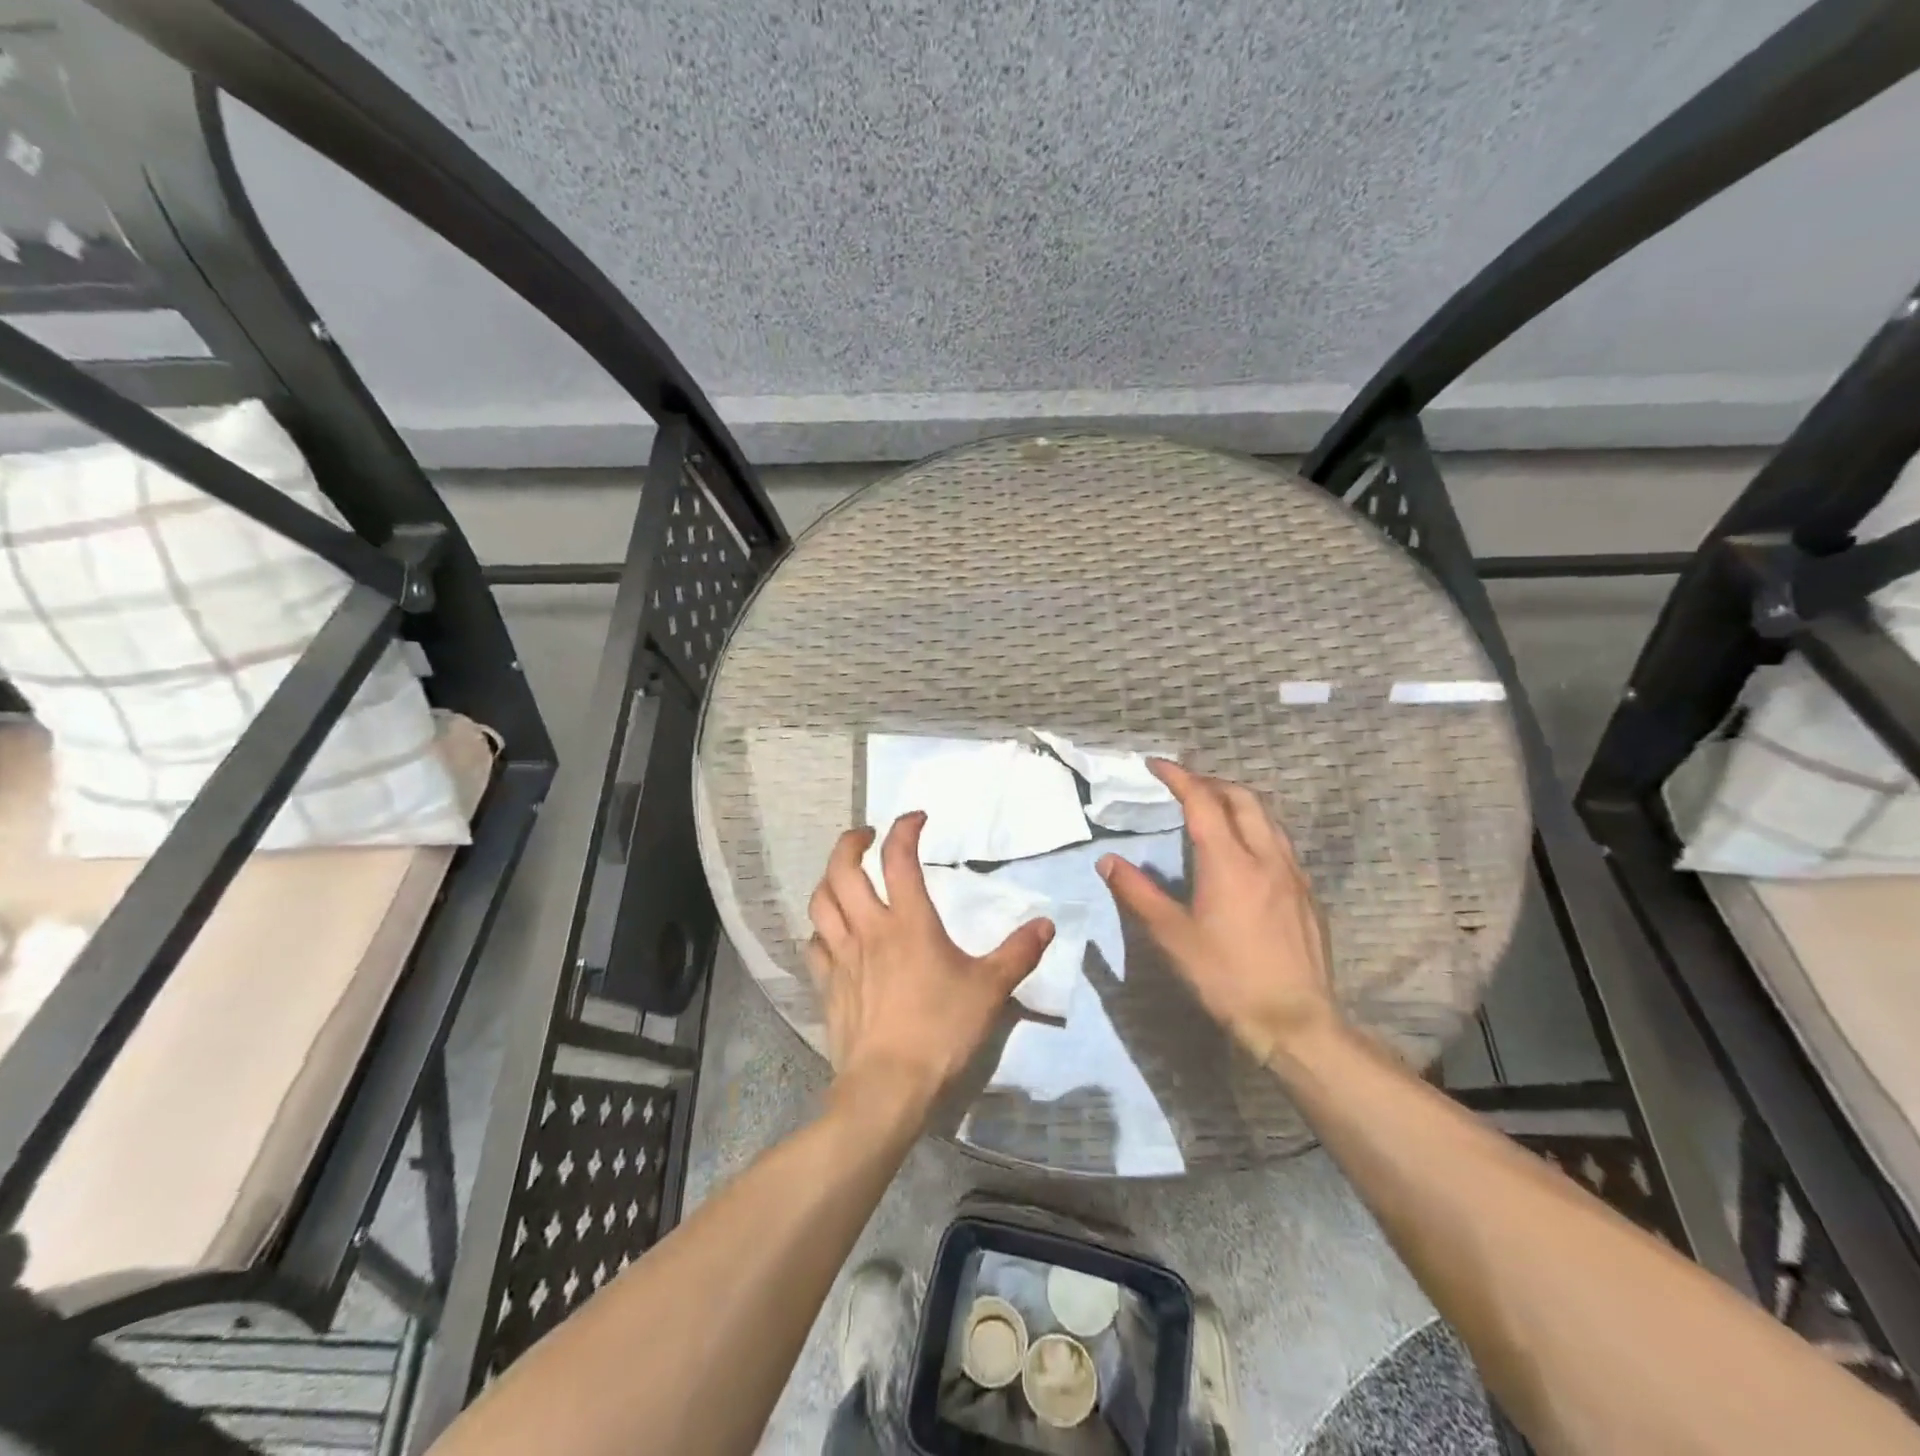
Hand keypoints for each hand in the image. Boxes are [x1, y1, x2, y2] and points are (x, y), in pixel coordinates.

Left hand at [806, 812, 1054, 1119]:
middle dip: (851, 842)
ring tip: (844, 876)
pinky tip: (831, 933)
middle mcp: (869, 928)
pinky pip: (814, 944)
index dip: (904, 829)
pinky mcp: (827, 984)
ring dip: (829, 879)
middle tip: (867, 836)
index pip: (898, 858)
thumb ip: (1018, 953)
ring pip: (820, 901)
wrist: (888, 1086)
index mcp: (909, 922)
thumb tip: (1046, 924)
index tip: (916, 818)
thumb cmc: (941, 1030)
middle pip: (842, 869)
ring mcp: (841, 956)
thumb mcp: (990, 990)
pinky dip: (821, 928)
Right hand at [1098, 761, 1334, 1065]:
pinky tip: (1245, 851)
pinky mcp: (1307, 894)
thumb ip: (1138, 893)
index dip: (1178, 777)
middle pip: (1242, 798)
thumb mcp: (1172, 936)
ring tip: (1213, 809)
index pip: (1202, 802)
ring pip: (1268, 818)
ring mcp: (1292, 874)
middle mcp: (1265, 856)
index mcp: (1228, 862)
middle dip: (1211, 782)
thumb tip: (1108, 861)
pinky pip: (1281, 842)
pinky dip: (1257, 828)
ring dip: (1238, 802)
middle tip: (1184, 785)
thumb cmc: (1226, 977)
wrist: (1295, 1020)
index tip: (1157, 764)